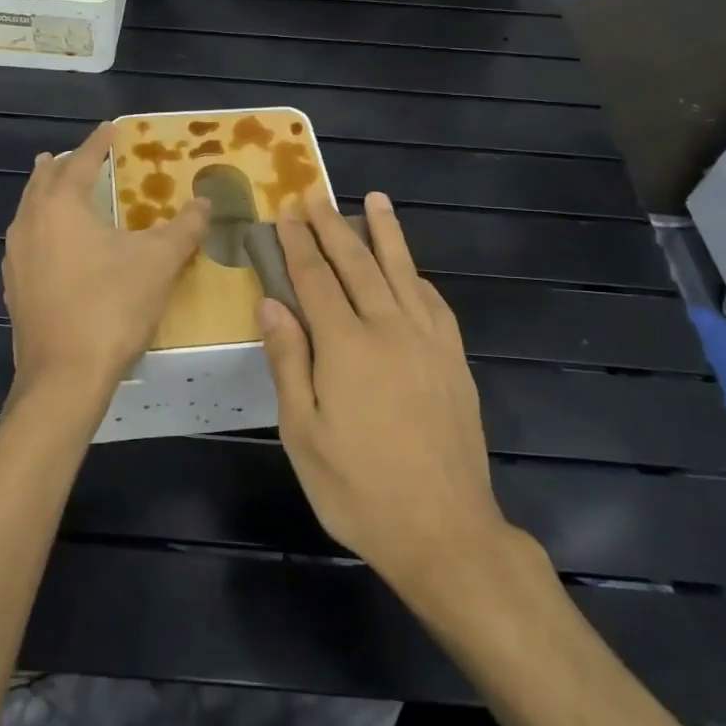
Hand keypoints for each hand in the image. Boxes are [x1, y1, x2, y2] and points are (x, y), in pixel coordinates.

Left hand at [2, 122, 209, 420]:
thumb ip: (184, 227)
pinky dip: (42, 229)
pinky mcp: (14, 289)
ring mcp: (16, 259)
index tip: (110, 128)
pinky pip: (27, 243)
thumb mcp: (159, 262)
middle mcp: (30, 224)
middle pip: (43, 182)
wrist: (64, 377)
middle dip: (62, 165)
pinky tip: (55, 247)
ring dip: (46, 195)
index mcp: (61, 206)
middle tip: (79, 156)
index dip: (98, 143)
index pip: (80, 162)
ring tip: (59, 190)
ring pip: (29, 212)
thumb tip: (205, 201)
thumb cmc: (112, 307)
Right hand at [261, 192, 547, 595]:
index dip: (299, 242)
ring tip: (374, 199)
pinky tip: (411, 268)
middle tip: (316, 193)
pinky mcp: (454, 360)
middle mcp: (390, 329)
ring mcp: (429, 342)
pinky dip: (418, 276)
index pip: (316, 278)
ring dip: (385, 233)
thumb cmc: (359, 489)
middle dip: (333, 225)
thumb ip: (288, 362)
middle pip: (358, 264)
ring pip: (402, 272)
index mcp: (346, 347)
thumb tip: (271, 303)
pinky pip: (435, 302)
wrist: (445, 532)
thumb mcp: (304, 434)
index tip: (286, 210)